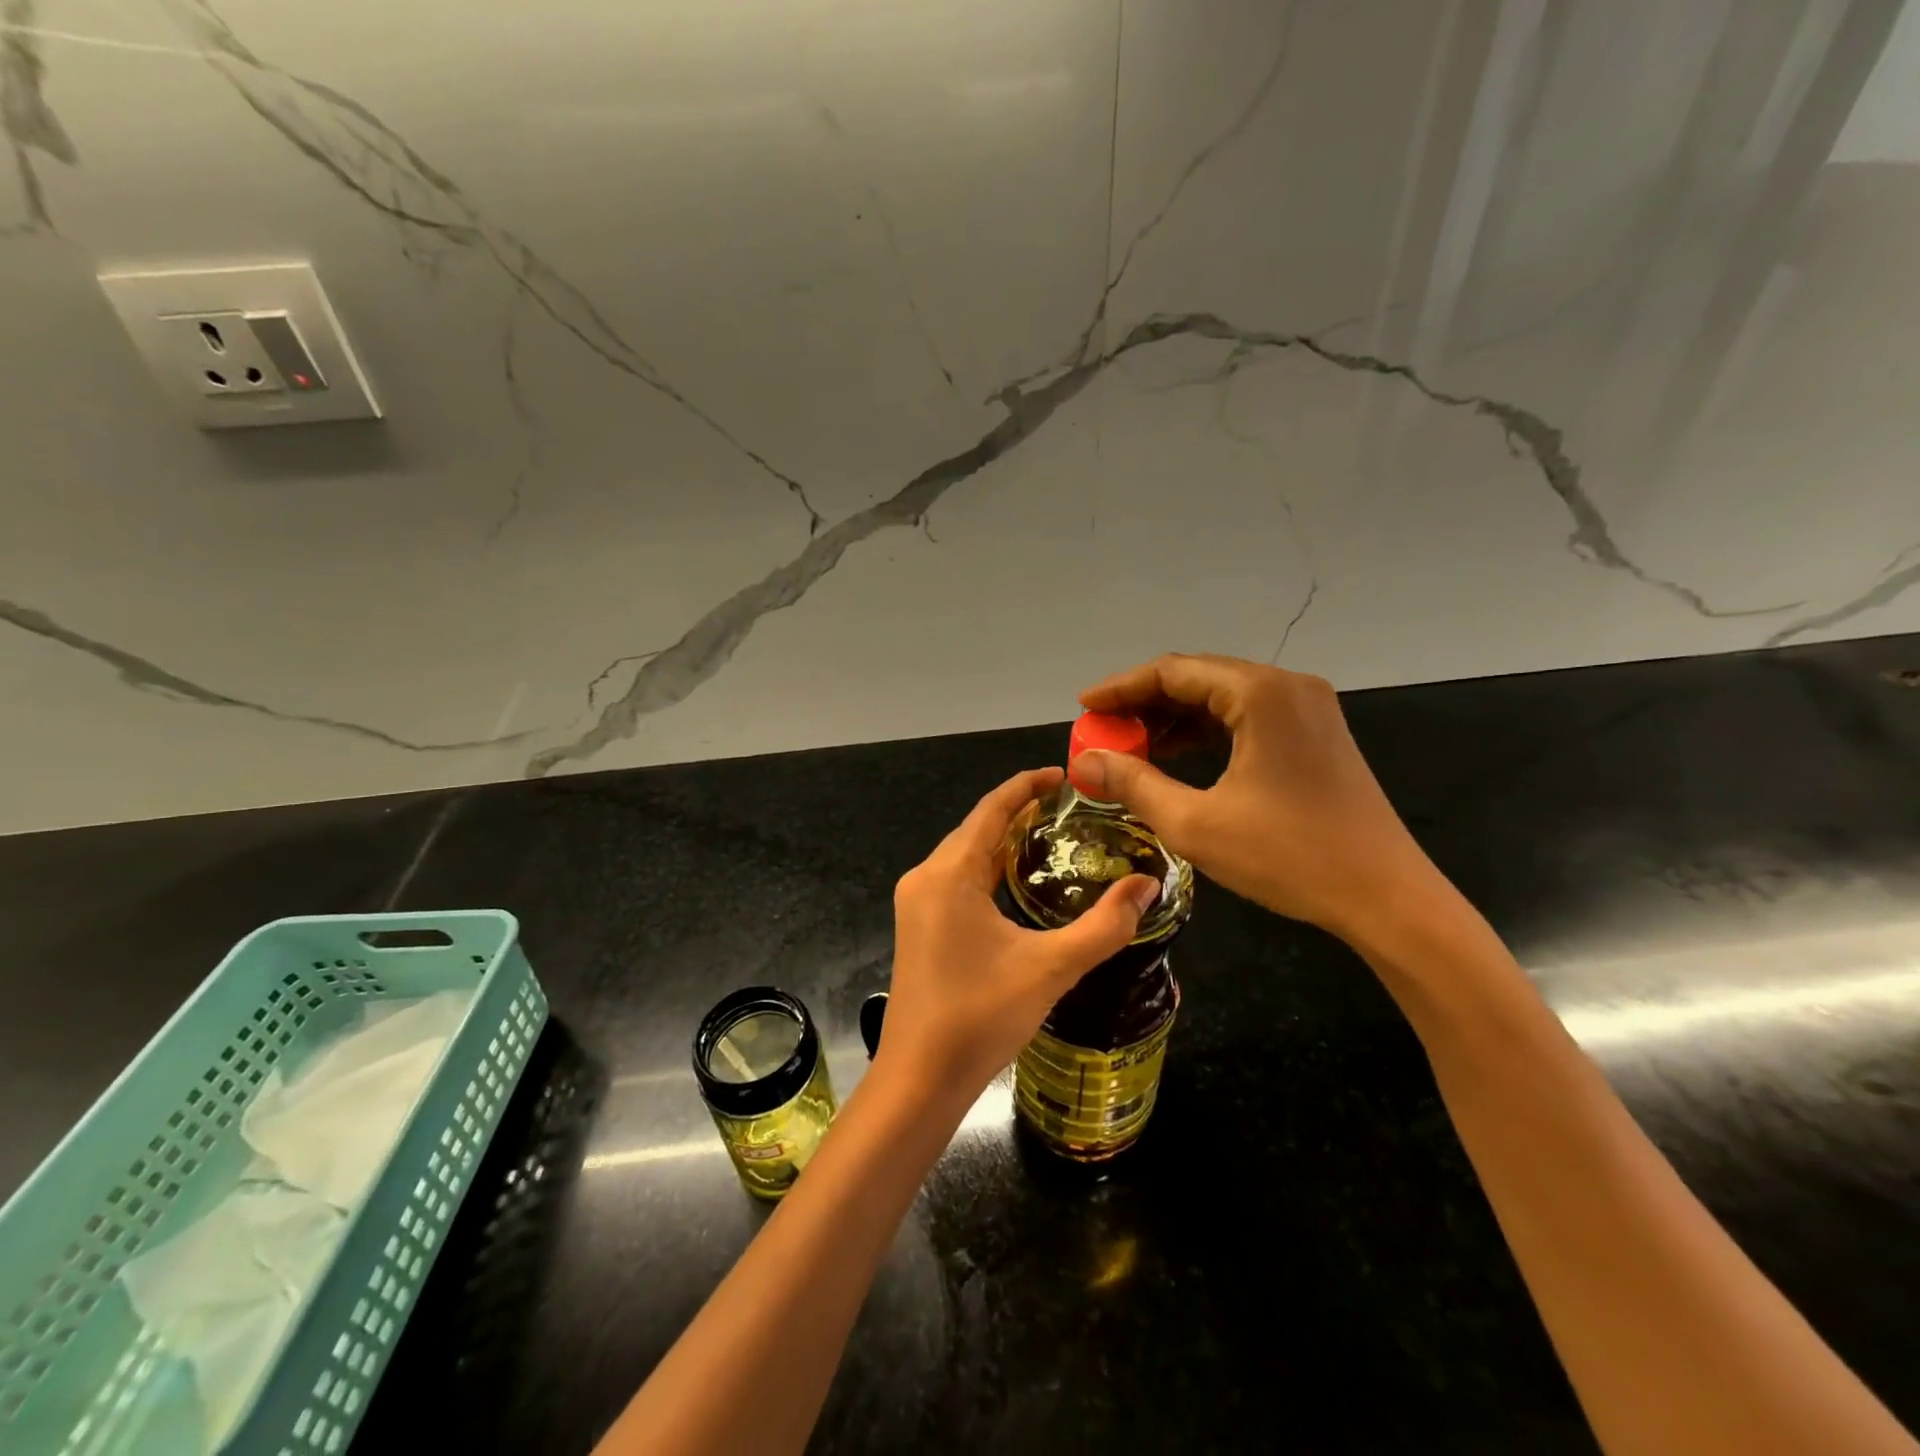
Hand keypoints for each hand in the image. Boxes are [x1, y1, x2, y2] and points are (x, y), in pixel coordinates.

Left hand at [880, 767, 1158, 1097]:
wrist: (919, 1078)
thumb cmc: (980, 1017)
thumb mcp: (1051, 968)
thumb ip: (1104, 926)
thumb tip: (1147, 885)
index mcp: (949, 874)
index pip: (991, 809)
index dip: (1026, 786)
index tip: (1063, 775)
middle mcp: (926, 878)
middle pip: (976, 828)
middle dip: (1019, 812)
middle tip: (1069, 809)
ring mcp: (917, 902)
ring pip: (964, 854)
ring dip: (1003, 841)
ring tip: (1051, 836)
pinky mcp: (918, 925)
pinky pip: (956, 879)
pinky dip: (988, 868)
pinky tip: (1017, 882)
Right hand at [1075, 653, 1445, 946]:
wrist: (1386, 897)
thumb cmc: (1289, 856)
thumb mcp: (1196, 823)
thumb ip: (1134, 784)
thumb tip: (1084, 761)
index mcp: (1260, 693)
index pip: (1173, 671)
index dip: (1121, 687)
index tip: (1083, 708)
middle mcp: (1286, 686)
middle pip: (1197, 677)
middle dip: (1144, 703)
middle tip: (1102, 731)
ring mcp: (1306, 709)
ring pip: (1222, 697)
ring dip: (1173, 717)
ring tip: (1130, 746)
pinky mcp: (1314, 734)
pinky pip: (1246, 717)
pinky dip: (1205, 731)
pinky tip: (1176, 756)